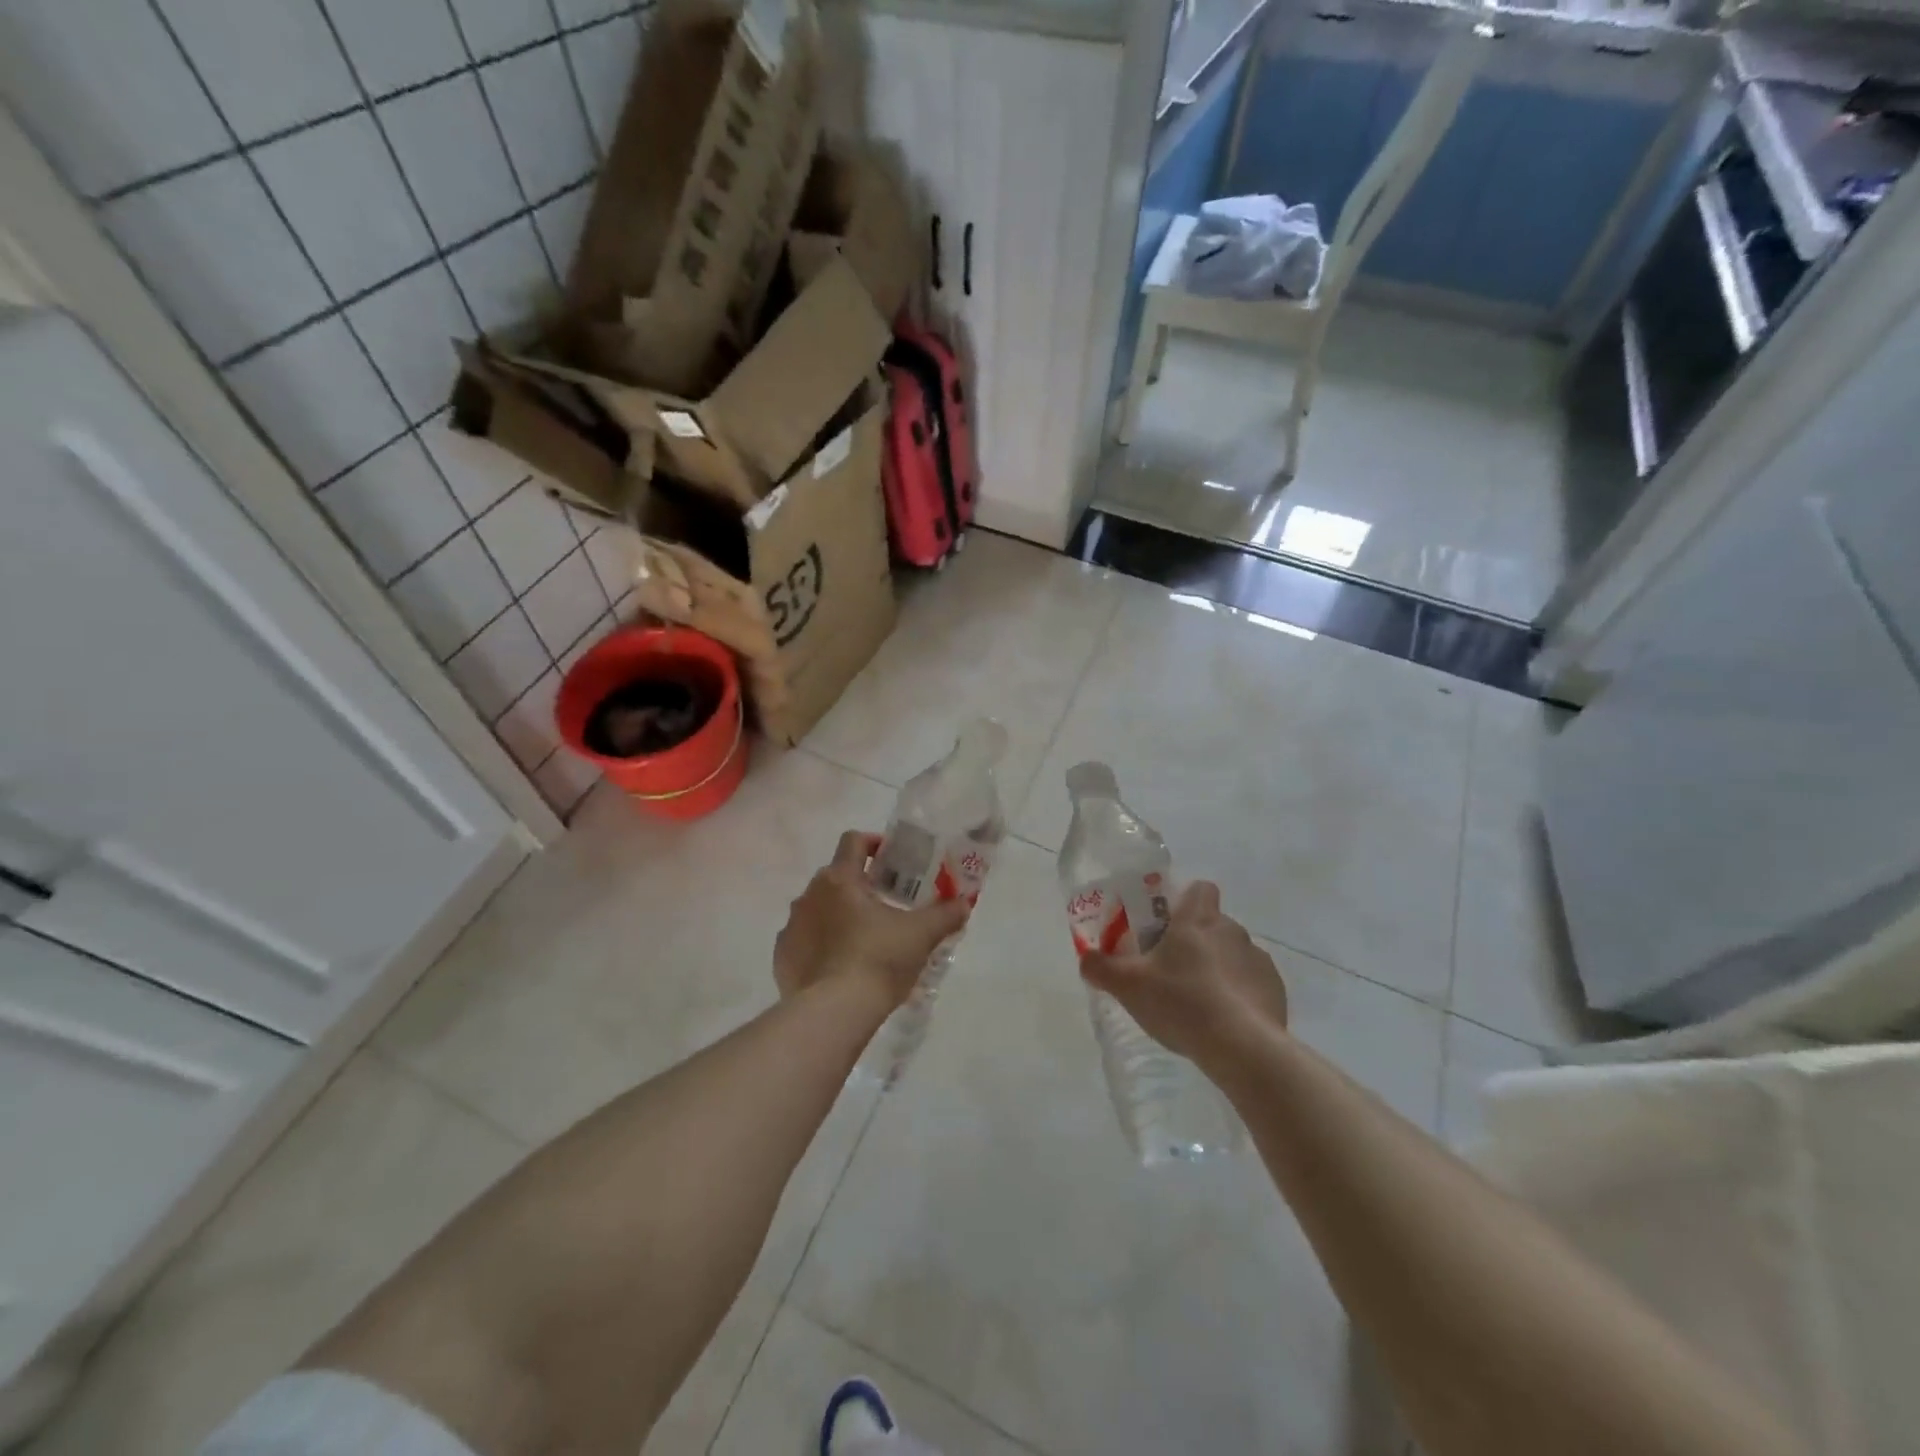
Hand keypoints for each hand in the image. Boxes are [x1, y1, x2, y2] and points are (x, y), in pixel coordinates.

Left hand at [774, 831, 969, 1008]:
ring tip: (865, 939)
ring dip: (838, 915)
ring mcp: (792, 926)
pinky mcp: (782, 956)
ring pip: (818, 908)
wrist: (833, 1013)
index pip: (853, 841)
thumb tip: (964, 903)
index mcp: (840, 879)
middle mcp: (809, 895)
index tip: (894, 859)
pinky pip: (804, 940)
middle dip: (861, 885)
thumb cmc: (878, 961)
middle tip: (887, 904)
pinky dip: (821, 945)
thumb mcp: (921, 936)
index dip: (874, 843)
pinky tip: (840, 966)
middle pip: (836, 876)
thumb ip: (945, 914)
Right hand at [1079, 881, 1288, 1066]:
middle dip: (1196, 941)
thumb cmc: (1181, 1002)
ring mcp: (1258, 960)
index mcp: (1197, 920)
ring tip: (1200, 1003)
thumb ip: (1102, 968)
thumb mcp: (1128, 986)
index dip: (1185, 901)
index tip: (1168, 924)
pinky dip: (1240, 995)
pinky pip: (1252, 983)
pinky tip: (1224, 1022)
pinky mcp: (1275, 990)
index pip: (1200, 889)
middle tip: (1172, 971)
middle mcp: (1231, 931)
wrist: (1241, 1048)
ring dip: (1219, 969)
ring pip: (1233, 954)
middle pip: (1213, 924)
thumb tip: (1086, 959)